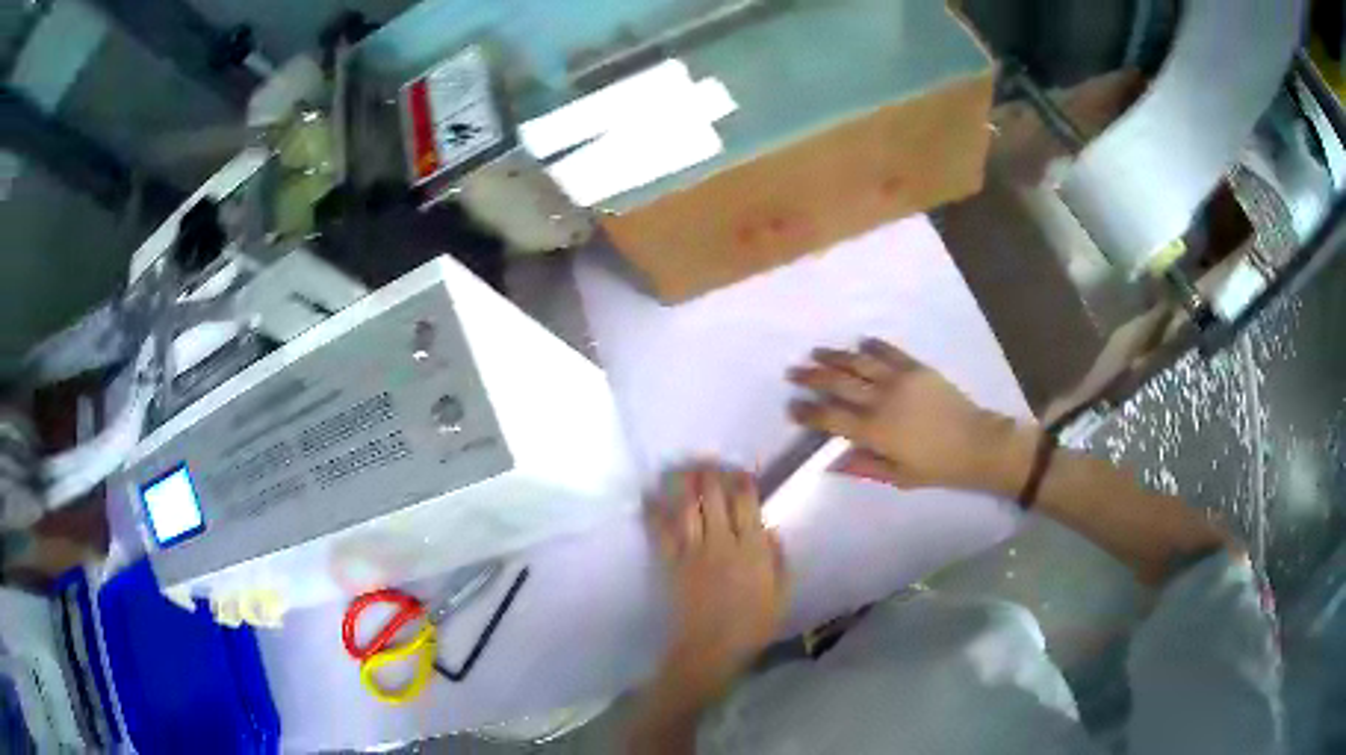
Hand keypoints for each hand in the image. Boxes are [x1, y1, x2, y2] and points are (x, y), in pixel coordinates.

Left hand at [647, 465, 789, 704]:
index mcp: (753, 550)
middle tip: (707, 463)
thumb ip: (778, 560)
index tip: (740, 471)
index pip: (747, 503)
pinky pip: (660, 531)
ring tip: (680, 469)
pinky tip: (650, 496)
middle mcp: (722, 543)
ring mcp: (693, 552)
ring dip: (682, 483)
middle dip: (710, 474)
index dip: (741, 481)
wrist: (711, 650)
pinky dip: (653, 511)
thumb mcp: (782, 595)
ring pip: (686, 507)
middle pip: (714, 497)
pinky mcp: (670, 563)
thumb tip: (770, 529)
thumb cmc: (752, 626)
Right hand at [788, 338, 1029, 492]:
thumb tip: (831, 462)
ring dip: (834, 356)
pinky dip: (871, 346)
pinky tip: (860, 343)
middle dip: (811, 377)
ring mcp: (898, 379)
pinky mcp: (915, 367)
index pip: (830, 417)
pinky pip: (888, 351)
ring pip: (858, 362)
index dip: (807, 412)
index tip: (792, 407)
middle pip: (837, 383)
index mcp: (873, 430)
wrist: (975, 443)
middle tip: (794, 372)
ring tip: (817, 352)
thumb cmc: (936, 466)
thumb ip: (863, 466)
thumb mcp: (897, 477)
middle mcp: (880, 400)